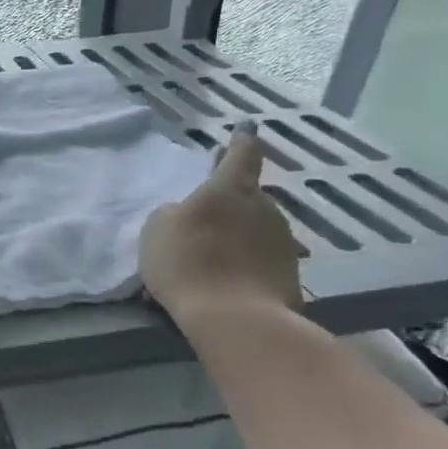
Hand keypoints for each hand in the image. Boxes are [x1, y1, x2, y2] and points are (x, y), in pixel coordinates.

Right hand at [140, 124, 302, 320]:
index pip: (243, 154)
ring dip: (239, 237)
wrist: (234, 319)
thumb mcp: (158, 229)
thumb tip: (187, 213)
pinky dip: (247, 267)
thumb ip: (173, 213)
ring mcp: (283, 242)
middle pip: (249, 196)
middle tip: (209, 217)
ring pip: (257, 230)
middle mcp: (265, 207)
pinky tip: (227, 285)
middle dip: (232, 202)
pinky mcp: (290, 275)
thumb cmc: (188, 262)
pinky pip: (261, 262)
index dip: (242, 141)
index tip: (246, 130)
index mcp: (231, 189)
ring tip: (215, 258)